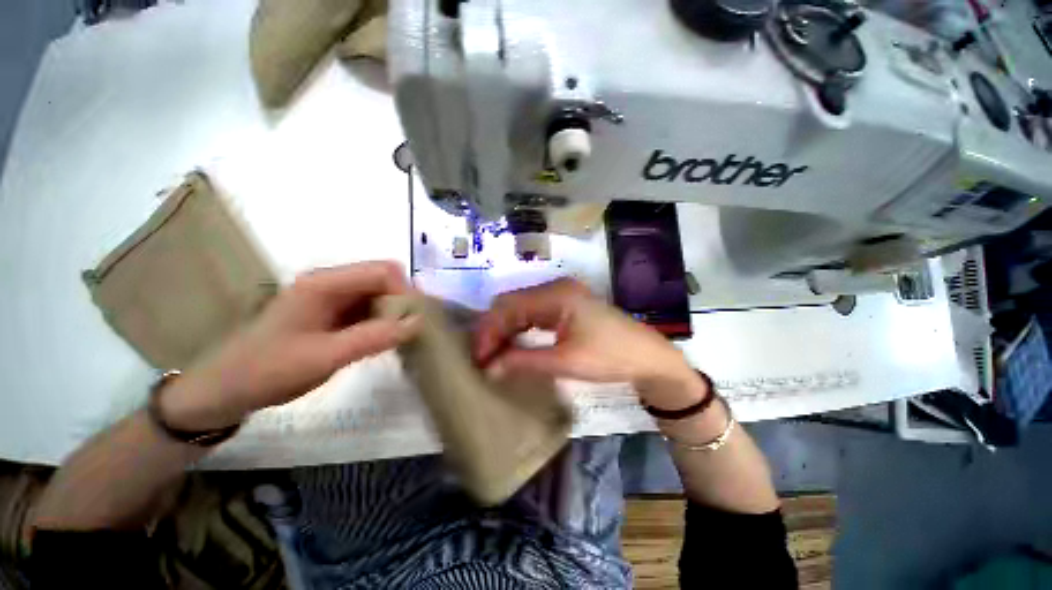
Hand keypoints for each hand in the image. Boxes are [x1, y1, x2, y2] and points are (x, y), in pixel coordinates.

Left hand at [162, 261, 419, 429]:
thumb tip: (418, 322)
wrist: (227, 388)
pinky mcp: (333, 311)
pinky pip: (369, 307)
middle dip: (403, 301)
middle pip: (384, 278)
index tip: (417, 320)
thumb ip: (374, 338)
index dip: (406, 292)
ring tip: (400, 337)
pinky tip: (384, 339)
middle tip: (411, 330)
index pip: (383, 271)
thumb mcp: (325, 357)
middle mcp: (331, 282)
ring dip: (394, 311)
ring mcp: (332, 296)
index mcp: (324, 283)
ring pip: (379, 293)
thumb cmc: (270, 370)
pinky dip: (383, 320)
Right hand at [474, 278, 705, 407]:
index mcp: (556, 294)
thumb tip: (489, 368)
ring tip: (494, 354)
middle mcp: (555, 287)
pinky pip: (533, 312)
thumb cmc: (610, 357)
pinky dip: (520, 328)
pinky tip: (514, 344)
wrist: (648, 357)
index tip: (479, 358)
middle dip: (494, 329)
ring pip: (521, 307)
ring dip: (505, 329)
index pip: (508, 306)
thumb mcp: (565, 362)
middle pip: (512, 303)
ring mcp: (561, 294)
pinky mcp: (565, 305)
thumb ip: (524, 361)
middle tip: (484, 358)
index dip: (489, 331)